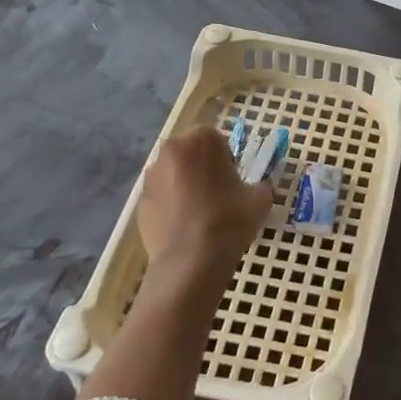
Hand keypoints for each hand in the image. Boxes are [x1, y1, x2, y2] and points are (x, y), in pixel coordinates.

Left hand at [137, 126, 272, 278]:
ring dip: (184, 184)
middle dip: (201, 167)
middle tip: (217, 192)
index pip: (215, 139)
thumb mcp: (260, 200)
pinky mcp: (139, 202)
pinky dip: (171, 205)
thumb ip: (260, 186)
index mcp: (200, 141)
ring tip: (199, 212)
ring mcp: (151, 177)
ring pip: (173, 174)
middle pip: (189, 153)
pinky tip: (184, 226)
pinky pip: (161, 196)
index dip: (226, 158)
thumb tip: (259, 189)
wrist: (191, 261)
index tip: (233, 179)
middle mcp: (170, 151)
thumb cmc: (229, 220)